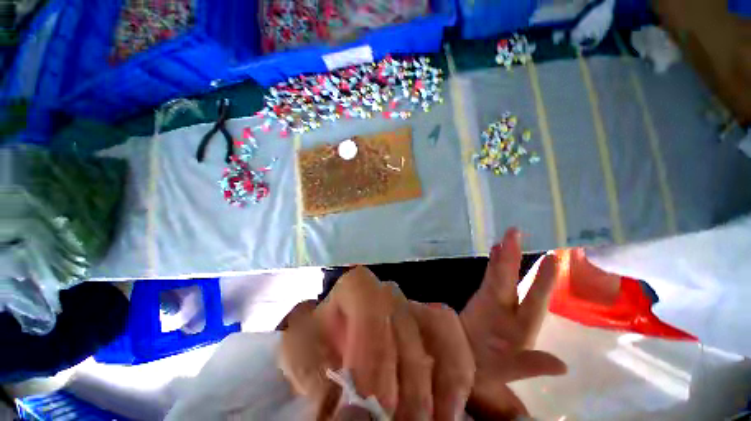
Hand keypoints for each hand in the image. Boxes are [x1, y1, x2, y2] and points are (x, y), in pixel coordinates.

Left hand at [279, 267, 474, 420]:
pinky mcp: (433, 323)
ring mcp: (414, 304)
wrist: (331, 334)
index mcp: (358, 287)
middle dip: (401, 388)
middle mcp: (389, 291)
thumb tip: (350, 413)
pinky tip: (444, 413)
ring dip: (433, 388)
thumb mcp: (302, 355)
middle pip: (406, 331)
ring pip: (438, 335)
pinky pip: (454, 342)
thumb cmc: (314, 341)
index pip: (372, 310)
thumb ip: (318, 378)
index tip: (367, 406)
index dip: (374, 356)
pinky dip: (455, 380)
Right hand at [460, 229, 566, 419]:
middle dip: (515, 257)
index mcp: (521, 328)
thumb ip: (528, 366)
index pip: (534, 301)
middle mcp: (509, 310)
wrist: (461, 364)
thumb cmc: (486, 374)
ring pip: (499, 275)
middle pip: (513, 280)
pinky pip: (487, 277)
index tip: (551, 259)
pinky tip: (493, 250)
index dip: (542, 281)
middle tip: (516, 233)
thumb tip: (562, 366)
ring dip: (502, 256)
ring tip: (505, 237)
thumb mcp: (506, 374)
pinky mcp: (479, 298)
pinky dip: (491, 263)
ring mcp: (493, 302)